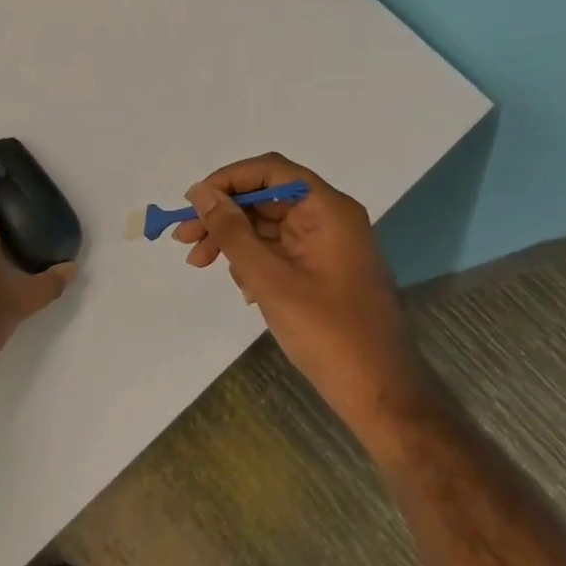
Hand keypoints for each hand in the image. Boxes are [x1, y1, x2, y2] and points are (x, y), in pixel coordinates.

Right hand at [174, 153, 430, 431]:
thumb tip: (200, 193)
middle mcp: (329, 219)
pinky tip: (243, 289)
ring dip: (232, 241)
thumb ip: (232, 231)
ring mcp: (327, 246)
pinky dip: (253, 262)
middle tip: (185, 239)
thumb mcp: (269, 278)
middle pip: (265, 198)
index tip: (194, 203)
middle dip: (223, 216)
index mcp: (327, 210)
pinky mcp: (322, 270)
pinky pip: (278, 251)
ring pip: (267, 226)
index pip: (270, 171)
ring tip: (201, 264)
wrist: (381, 394)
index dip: (228, 180)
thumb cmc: (327, 332)